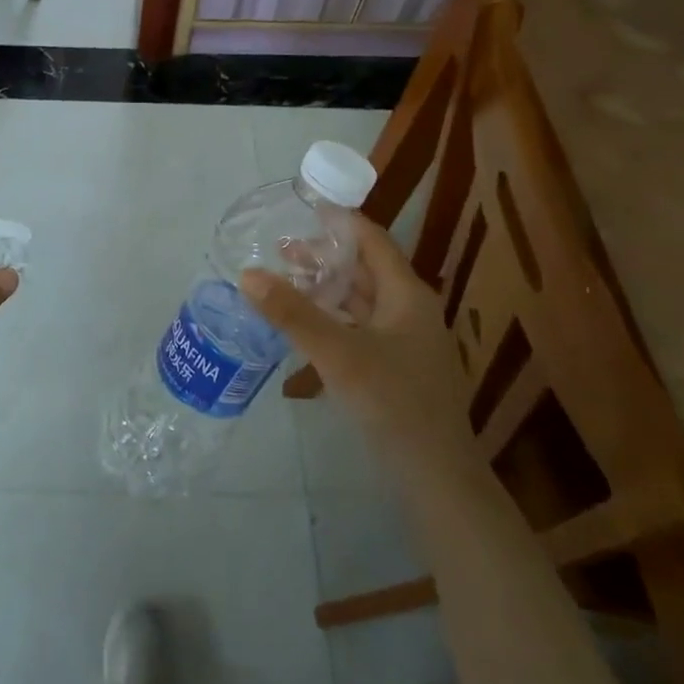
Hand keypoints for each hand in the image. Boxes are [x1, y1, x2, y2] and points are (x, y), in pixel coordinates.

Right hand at [239, 215, 467, 452]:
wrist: (436, 476)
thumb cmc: (393, 403)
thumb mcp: (338, 354)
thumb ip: (293, 314)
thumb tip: (247, 274)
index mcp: (406, 295)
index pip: (372, 240)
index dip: (339, 220)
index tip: (302, 206)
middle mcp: (409, 311)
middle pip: (364, 269)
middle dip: (324, 256)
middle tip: (279, 250)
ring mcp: (405, 342)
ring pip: (360, 301)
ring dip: (325, 288)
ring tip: (285, 282)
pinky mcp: (395, 368)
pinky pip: (359, 328)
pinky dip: (331, 318)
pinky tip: (304, 327)